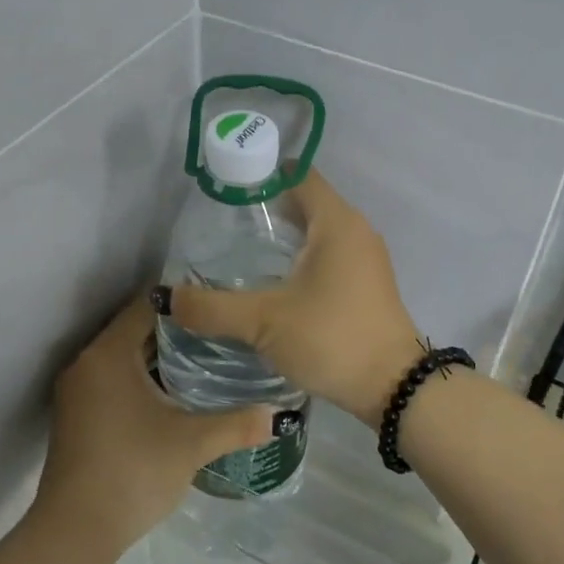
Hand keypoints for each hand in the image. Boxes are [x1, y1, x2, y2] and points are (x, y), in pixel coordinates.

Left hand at [35, 294, 271, 554]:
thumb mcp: (192, 445)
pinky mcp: (76, 416)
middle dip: (175, 331)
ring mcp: (77, 391)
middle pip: (134, 330)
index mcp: (109, 355)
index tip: (217, 307)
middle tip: (219, 333)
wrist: (75, 531)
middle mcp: (87, 363)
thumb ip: (236, 424)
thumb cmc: (133, 471)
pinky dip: (140, 379)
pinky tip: (172, 396)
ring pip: (122, 358)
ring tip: (204, 361)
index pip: (146, 306)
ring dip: (157, 357)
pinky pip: (112, 380)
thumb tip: (277, 415)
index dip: (183, 303)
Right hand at [158, 170, 421, 426]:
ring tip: (241, 250)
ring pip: (319, 230)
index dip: (262, 174)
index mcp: (337, 222)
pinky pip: (330, 253)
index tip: (226, 187)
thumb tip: (168, 298)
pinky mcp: (368, 283)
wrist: (395, 388)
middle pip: (307, 201)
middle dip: (266, 206)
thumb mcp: (264, 321)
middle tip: (223, 222)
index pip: (298, 176)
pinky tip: (275, 280)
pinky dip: (302, 256)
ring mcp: (366, 257)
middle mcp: (355, 230)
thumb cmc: (331, 338)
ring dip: (285, 234)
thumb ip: (213, 308)